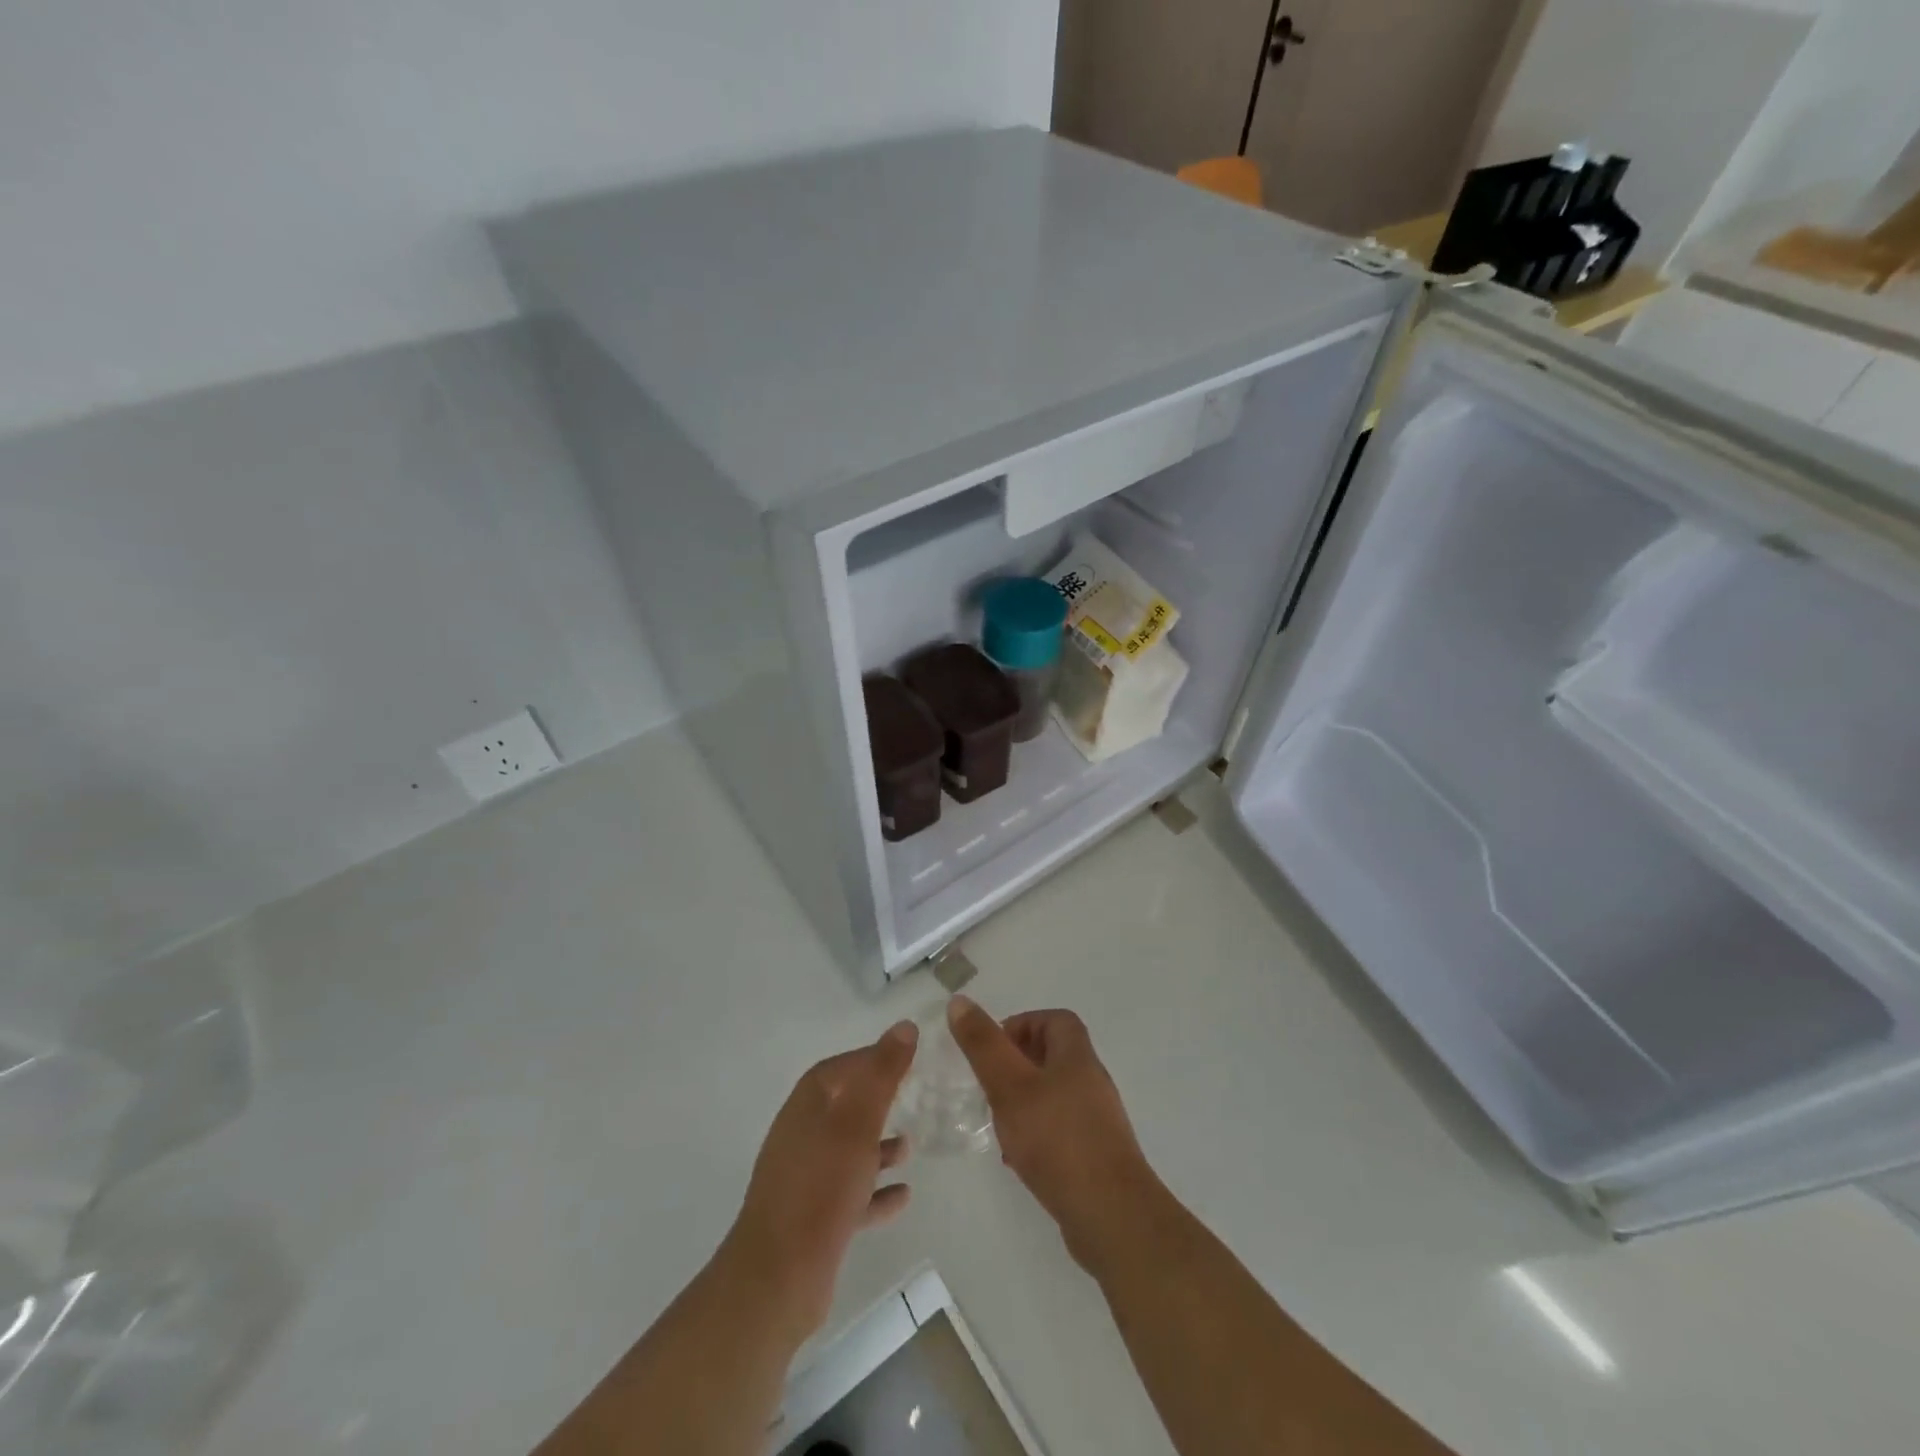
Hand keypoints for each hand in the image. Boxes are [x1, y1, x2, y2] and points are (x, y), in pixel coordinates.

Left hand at [719, 1020, 917, 1340]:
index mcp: (806, 1108)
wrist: (778, 1278)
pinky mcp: (812, 1220)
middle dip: (877, 1102)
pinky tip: (903, 1196)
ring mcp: (804, 1180)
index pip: (838, 1069)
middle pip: (843, 1108)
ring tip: (910, 1147)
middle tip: (913, 1097)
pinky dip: (875, 1191)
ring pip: (846, 1152)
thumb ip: (882, 1074)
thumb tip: (903, 1027)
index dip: (870, 1059)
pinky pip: (850, 1195)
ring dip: (877, 1147)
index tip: (905, 1058)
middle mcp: (801, 1137)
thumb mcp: (858, 1123)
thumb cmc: (821, 1187)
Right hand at [947, 997, 1161, 1269]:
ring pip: (1054, 1095)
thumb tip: (960, 1000)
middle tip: (988, 1084)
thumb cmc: (1057, 1139)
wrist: (1111, 1216)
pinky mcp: (1095, 1155)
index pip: (1054, 1020)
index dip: (1023, 1024)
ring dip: (1023, 1101)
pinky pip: (1060, 1130)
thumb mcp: (1010, 1086)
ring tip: (997, 1121)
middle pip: (1053, 1056)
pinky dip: (1036, 1133)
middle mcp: (1091, 1081)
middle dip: (1017, 1064)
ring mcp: (1097, 1121)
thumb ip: (984, 1045)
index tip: (993, 1049)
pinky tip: (1016, 1159)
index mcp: (1077, 1057)